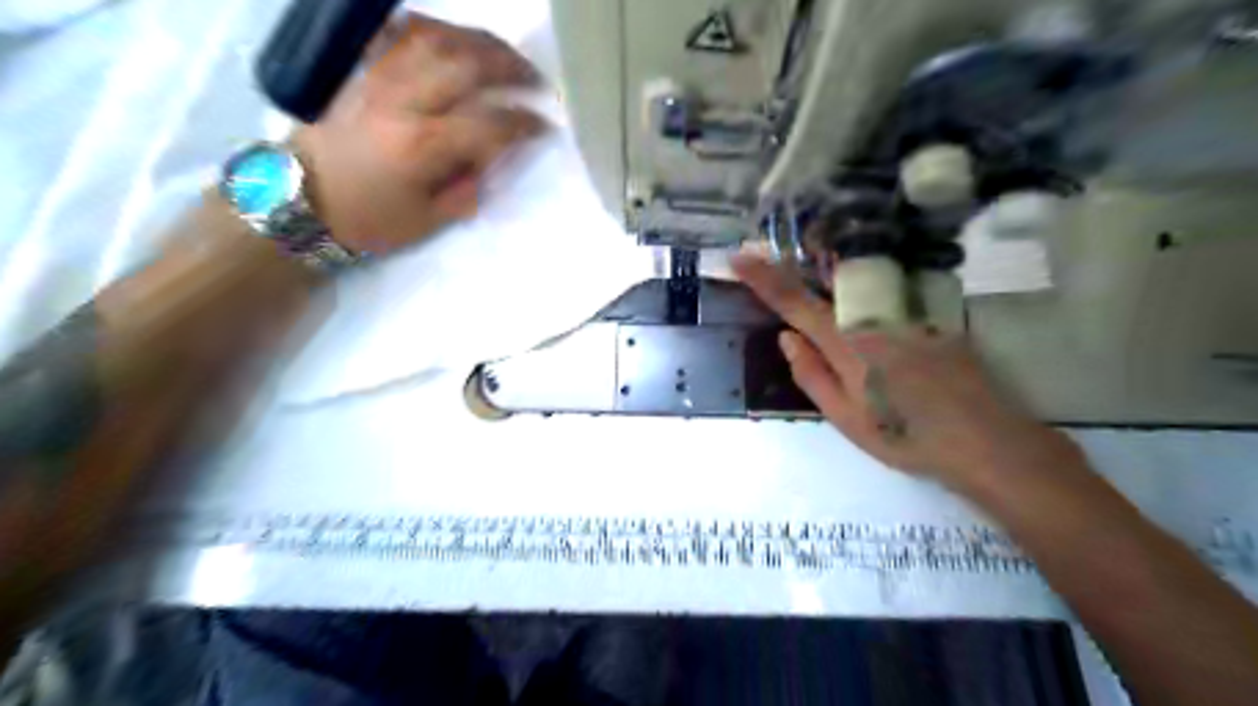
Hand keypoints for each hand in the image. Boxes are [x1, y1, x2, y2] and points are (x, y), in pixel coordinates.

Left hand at [298, 11, 552, 252]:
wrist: (302, 198)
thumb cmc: (369, 219)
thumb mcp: (429, 220)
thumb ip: (468, 187)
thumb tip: (494, 156)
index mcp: (422, 146)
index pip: (488, 123)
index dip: (524, 122)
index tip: (545, 126)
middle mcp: (403, 100)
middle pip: (467, 65)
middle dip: (512, 68)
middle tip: (537, 81)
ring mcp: (378, 76)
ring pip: (438, 37)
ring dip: (481, 42)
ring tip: (505, 56)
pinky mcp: (362, 68)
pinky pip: (400, 32)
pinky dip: (434, 29)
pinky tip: (454, 40)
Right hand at [734, 248, 1074, 491]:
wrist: (985, 440)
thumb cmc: (906, 437)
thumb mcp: (845, 418)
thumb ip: (811, 375)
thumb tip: (786, 337)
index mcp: (846, 344)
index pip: (794, 303)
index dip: (763, 279)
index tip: (738, 258)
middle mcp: (872, 317)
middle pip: (824, 280)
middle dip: (792, 264)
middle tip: (763, 253)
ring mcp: (904, 312)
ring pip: (856, 281)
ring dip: (823, 268)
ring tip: (804, 259)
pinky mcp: (929, 316)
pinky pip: (884, 291)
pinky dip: (861, 283)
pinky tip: (858, 290)